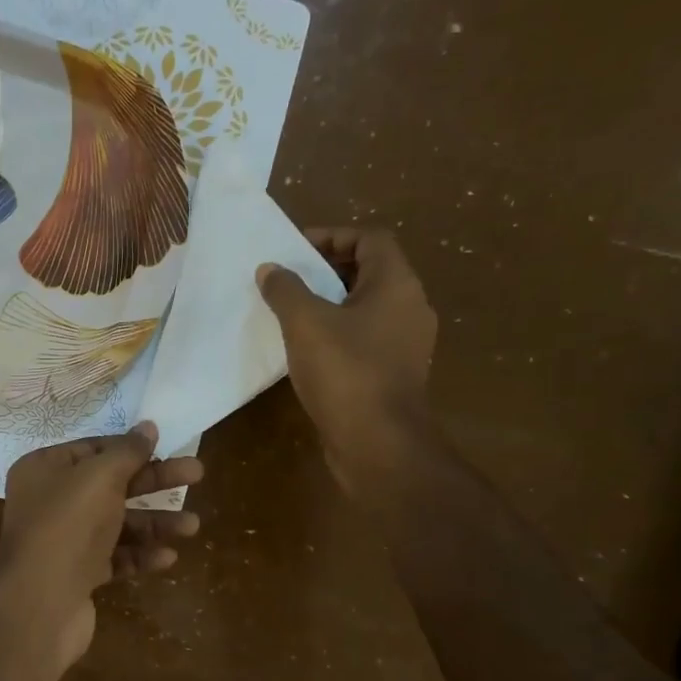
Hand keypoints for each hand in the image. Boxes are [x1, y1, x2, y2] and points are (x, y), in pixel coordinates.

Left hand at [0, 422, 203, 675]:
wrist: (41, 604)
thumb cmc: (68, 526)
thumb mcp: (100, 477)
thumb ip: (127, 451)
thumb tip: (148, 426)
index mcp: (44, 470)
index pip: (93, 449)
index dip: (130, 448)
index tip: (166, 446)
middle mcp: (50, 502)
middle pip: (112, 484)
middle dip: (154, 482)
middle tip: (197, 474)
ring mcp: (64, 541)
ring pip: (117, 523)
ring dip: (155, 523)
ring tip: (193, 527)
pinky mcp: (78, 574)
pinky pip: (114, 557)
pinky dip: (140, 555)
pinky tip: (168, 558)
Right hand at [257, 228, 437, 494]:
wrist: (378, 444)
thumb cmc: (345, 372)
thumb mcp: (305, 323)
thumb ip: (286, 290)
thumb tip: (271, 269)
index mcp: (397, 285)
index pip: (370, 239)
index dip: (332, 236)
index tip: (295, 250)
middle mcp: (409, 308)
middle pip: (370, 271)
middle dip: (327, 269)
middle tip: (288, 279)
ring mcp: (405, 344)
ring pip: (366, 308)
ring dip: (330, 303)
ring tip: (291, 312)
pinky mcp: (393, 374)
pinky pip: (364, 339)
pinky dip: (337, 334)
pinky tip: (306, 349)